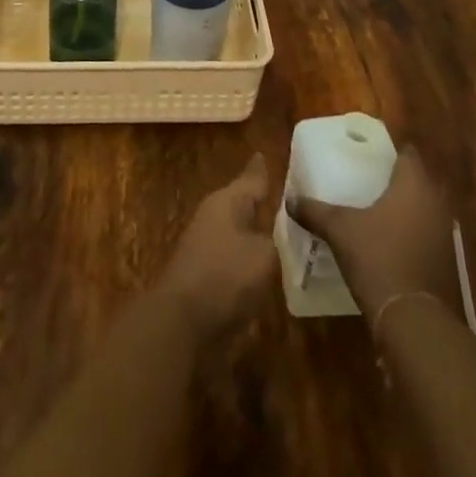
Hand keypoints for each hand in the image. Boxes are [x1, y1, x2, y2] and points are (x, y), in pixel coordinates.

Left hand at [156, 153, 276, 338]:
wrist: (182, 321)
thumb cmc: (225, 276)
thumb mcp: (264, 255)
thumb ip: (279, 241)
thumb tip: (284, 234)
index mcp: (227, 202)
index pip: (251, 178)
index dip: (262, 169)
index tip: (267, 154)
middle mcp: (215, 218)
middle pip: (244, 205)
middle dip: (265, 204)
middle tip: (293, 200)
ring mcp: (208, 247)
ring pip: (242, 234)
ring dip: (260, 235)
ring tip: (289, 236)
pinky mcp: (208, 277)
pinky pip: (238, 261)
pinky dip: (253, 262)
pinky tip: (272, 271)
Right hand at [292, 147, 461, 321]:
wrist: (415, 323)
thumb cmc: (378, 258)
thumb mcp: (339, 230)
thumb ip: (315, 211)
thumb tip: (290, 199)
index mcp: (414, 185)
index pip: (408, 154)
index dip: (390, 153)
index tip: (368, 156)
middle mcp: (436, 204)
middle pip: (418, 182)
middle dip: (396, 182)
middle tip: (367, 182)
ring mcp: (446, 236)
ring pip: (424, 211)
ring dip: (405, 211)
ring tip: (375, 213)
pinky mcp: (448, 265)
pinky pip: (427, 238)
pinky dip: (412, 237)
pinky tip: (389, 246)